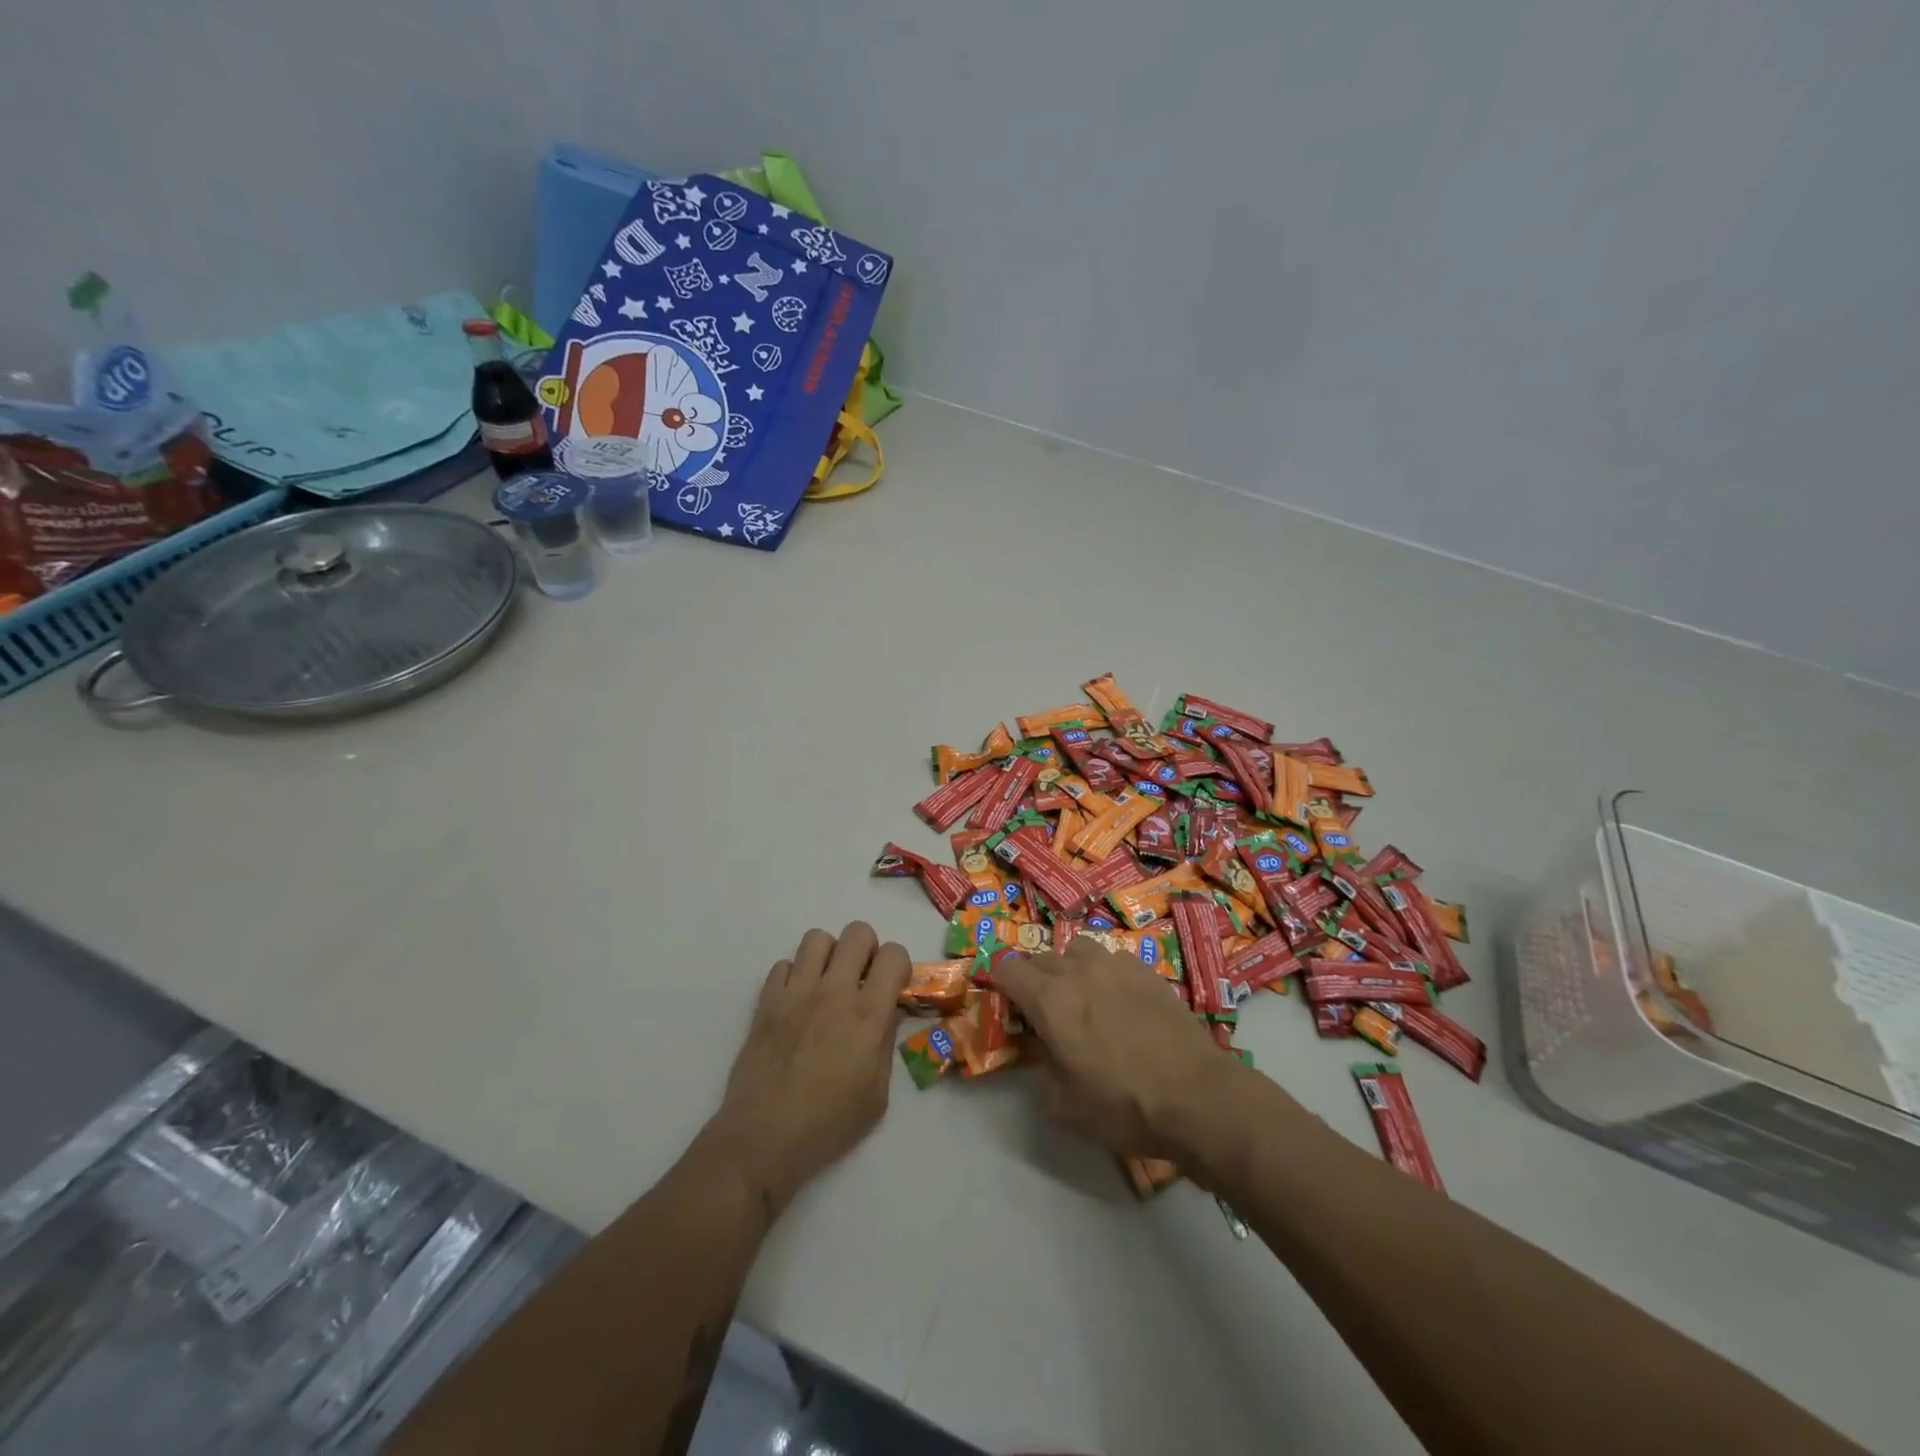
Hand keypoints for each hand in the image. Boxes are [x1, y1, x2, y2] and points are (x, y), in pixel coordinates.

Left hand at [708, 922, 910, 1212]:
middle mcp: (833, 992)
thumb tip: (886, 1013)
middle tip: (861, 979)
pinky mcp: (766, 1001)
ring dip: (829, 955)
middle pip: (857, 932)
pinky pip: (783, 964)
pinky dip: (794, 976)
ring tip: (827, 983)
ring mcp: (796, 992)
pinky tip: (796, 1003)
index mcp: (867, 1015)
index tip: (892, 986)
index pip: (893, 954)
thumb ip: (885, 1044)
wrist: (763, 1138)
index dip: (898, 965)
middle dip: (866, 949)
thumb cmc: (828, 1125)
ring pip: (817, 938)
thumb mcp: (877, 1095)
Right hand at [990, 937, 1238, 1162]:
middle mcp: (1078, 971)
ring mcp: (1116, 966)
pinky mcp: (1147, 971)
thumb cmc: (1122, 1106)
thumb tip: (1044, 1050)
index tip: (1005, 1002)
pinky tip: (1119, 999)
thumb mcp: (1063, 1104)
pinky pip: (1114, 959)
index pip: (1007, 968)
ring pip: (1079, 950)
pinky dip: (1106, 973)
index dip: (999, 982)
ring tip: (1082, 995)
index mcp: (1050, 1000)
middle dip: (1034, 979)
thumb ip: (1042, 1068)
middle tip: (1043, 1010)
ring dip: (1070, 968)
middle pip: (1041, 958)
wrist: (1196, 1096)